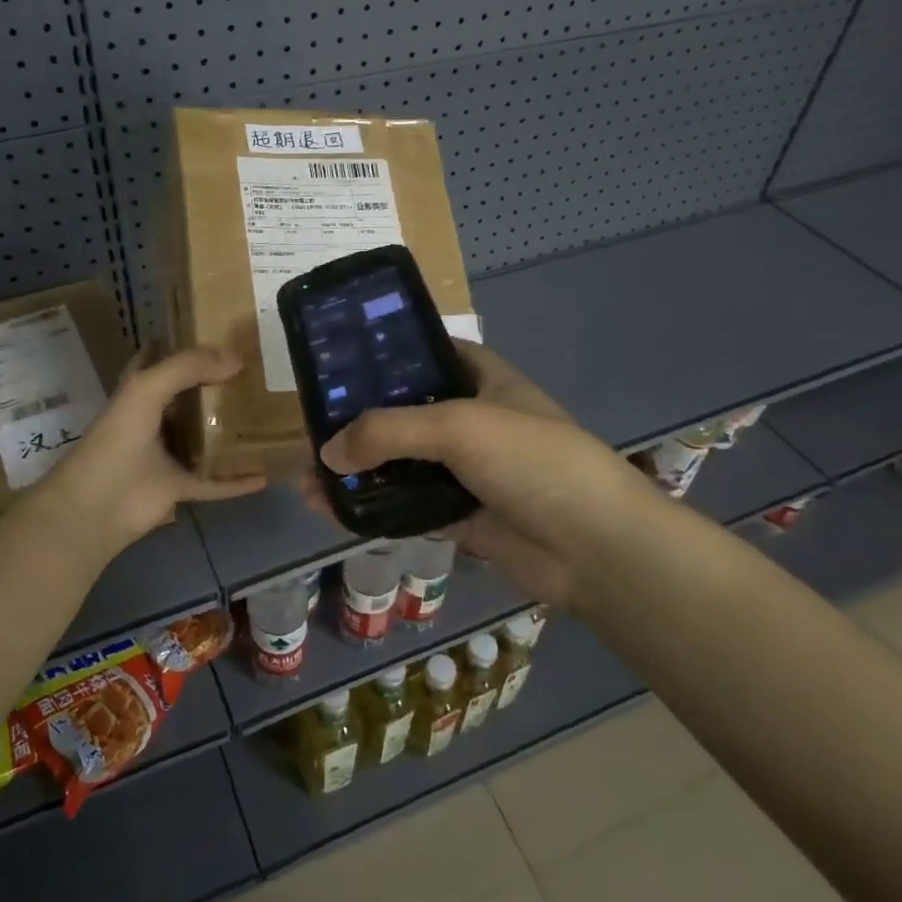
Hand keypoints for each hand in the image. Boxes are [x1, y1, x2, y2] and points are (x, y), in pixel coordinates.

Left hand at [42, 346, 266, 558]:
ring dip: (229, 431)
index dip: (179, 344)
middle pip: (188, 398)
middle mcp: (154, 421)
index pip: (157, 360)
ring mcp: (167, 456)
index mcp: (139, 393)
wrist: (99, 506)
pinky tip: (265, 474)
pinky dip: (237, 481)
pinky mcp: (180, 487)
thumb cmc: (118, 440)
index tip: (214, 333)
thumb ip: (188, 367)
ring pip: (205, 438)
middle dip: (215, 385)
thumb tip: (236, 360)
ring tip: (266, 414)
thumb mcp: (148, 389)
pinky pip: (216, 482)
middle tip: (255, 371)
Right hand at [302, 342, 653, 609]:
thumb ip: (388, 431)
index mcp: (483, 380)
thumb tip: (327, 453)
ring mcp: (466, 472)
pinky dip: (372, 510)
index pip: (429, 353)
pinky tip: (331, 511)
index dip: (388, 354)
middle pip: (405, 413)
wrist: (595, 548)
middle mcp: (473, 421)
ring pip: (400, 465)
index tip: (341, 361)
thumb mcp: (459, 426)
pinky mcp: (460, 517)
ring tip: (306, 477)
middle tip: (309, 427)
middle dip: (358, 422)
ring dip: (357, 471)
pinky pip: (406, 508)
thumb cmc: (533, 461)